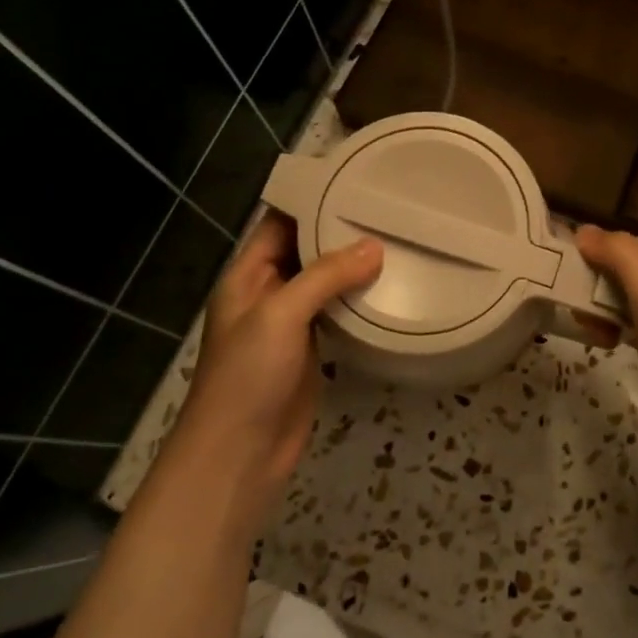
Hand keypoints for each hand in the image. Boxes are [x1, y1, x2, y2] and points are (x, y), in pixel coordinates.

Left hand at [174, 214, 381, 516]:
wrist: (240, 455)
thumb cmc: (247, 377)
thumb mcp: (281, 315)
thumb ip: (325, 277)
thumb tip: (375, 247)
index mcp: (248, 276)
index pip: (280, 223)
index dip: (313, 202)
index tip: (356, 182)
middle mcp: (269, 292)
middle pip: (307, 250)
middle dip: (342, 231)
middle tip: (390, 209)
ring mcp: (291, 323)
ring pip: (326, 282)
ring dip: (354, 266)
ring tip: (397, 239)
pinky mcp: (313, 349)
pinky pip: (338, 312)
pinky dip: (359, 298)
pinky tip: (390, 286)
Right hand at [575, 227, 637, 453]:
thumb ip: (616, 252)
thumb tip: (582, 230)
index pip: (616, 243)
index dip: (592, 265)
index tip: (573, 292)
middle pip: (617, 267)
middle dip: (595, 291)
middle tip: (587, 321)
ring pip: (619, 294)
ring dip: (601, 312)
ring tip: (600, 336)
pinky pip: (629, 316)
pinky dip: (614, 326)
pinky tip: (610, 343)